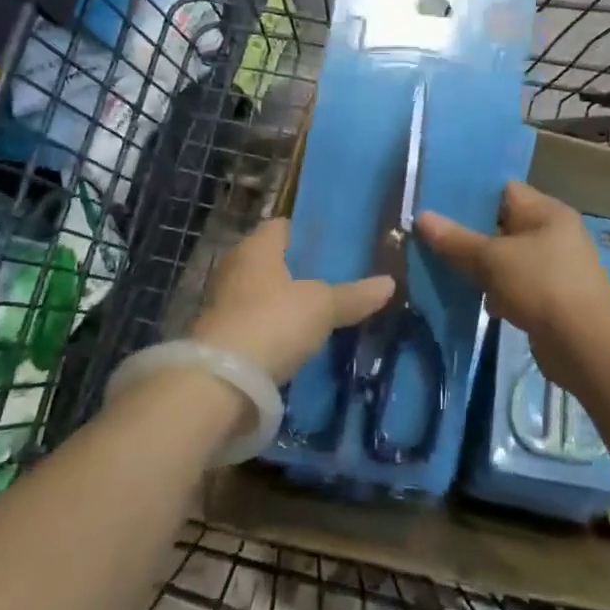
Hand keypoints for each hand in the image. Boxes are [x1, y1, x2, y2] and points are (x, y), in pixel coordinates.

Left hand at [191, 218, 394, 382]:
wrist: (221, 382)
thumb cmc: (273, 322)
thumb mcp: (322, 307)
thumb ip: (354, 295)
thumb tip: (390, 283)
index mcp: (256, 247)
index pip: (282, 226)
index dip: (306, 233)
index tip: (333, 244)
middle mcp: (234, 267)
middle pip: (271, 260)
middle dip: (297, 269)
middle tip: (333, 277)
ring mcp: (222, 303)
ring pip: (261, 293)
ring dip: (283, 301)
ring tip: (320, 311)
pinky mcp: (219, 337)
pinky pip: (253, 322)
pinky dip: (272, 328)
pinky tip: (296, 340)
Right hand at [415, 182, 609, 385]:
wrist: (586, 345)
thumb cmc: (541, 285)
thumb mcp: (492, 258)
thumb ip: (456, 239)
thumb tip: (421, 217)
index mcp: (548, 211)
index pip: (505, 191)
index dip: (472, 195)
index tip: (438, 203)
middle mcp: (555, 234)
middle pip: (505, 226)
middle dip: (471, 234)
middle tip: (433, 237)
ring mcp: (555, 268)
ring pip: (508, 259)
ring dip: (482, 267)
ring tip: (444, 267)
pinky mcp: (552, 300)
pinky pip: (516, 286)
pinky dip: (497, 292)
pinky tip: (473, 300)